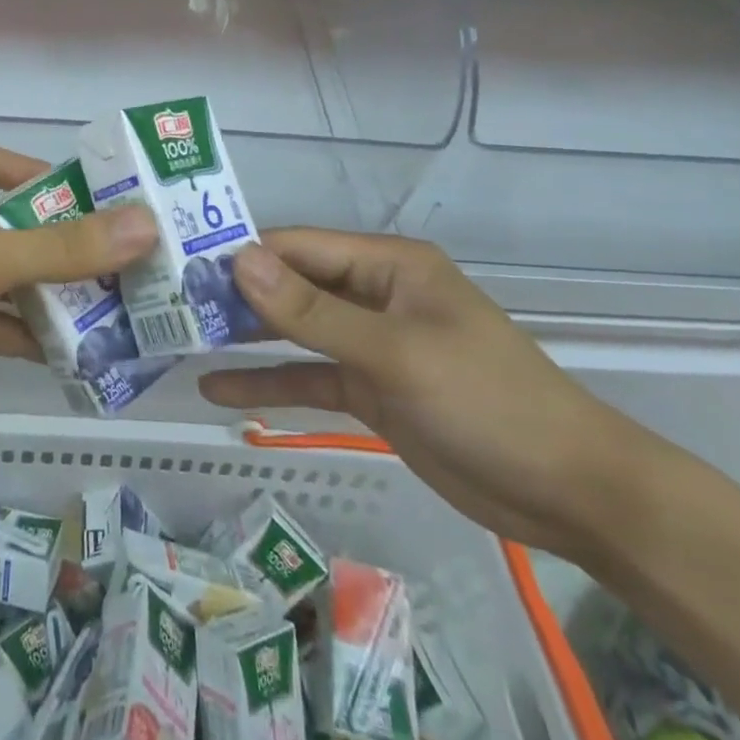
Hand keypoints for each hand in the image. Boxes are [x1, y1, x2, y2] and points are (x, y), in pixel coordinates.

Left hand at [0, 144, 157, 419]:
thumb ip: (60, 247)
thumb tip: (146, 226)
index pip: (1, 165)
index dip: (45, 180)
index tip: (98, 203)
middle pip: (9, 227)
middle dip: (59, 248)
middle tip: (123, 266)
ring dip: (44, 297)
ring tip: (110, 313)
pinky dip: (17, 335)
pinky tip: (66, 355)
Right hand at [199, 230, 665, 561]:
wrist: (569, 493)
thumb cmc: (484, 399)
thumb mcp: (392, 352)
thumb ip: (310, 311)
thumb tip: (239, 259)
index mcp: (386, 264)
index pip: (298, 246)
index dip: (242, 253)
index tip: (182, 266)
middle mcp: (373, 293)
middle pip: (291, 286)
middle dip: (236, 296)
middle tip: (170, 306)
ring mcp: (370, 343)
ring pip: (294, 331)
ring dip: (245, 337)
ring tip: (182, 341)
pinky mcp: (371, 388)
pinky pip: (308, 377)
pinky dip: (269, 381)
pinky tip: (220, 390)